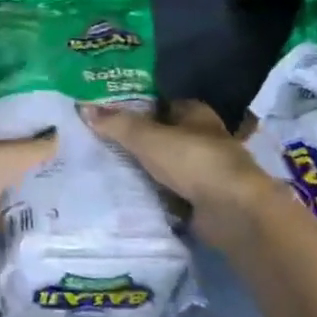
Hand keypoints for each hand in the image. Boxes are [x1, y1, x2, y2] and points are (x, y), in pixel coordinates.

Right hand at [79, 100, 271, 243]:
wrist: (233, 211)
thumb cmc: (193, 160)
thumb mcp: (147, 137)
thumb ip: (117, 124)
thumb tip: (83, 108)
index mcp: (195, 113)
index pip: (162, 104)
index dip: (138, 108)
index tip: (109, 116)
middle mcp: (204, 138)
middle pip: (164, 136)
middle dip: (139, 142)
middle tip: (103, 145)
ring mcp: (206, 171)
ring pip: (168, 166)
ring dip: (147, 171)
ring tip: (109, 171)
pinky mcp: (205, 201)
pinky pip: (173, 193)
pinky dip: (157, 196)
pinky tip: (131, 197)